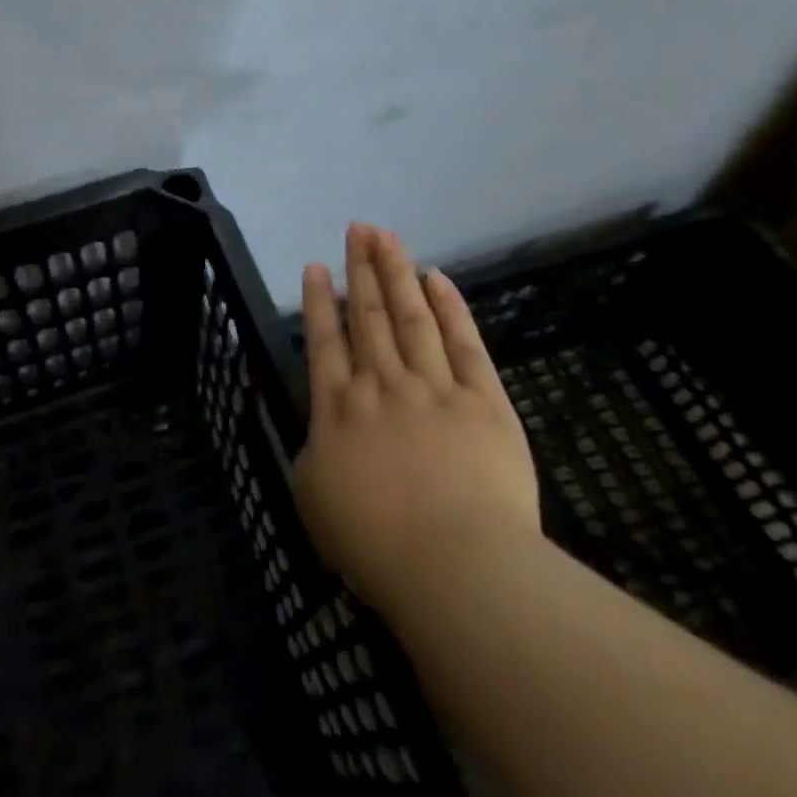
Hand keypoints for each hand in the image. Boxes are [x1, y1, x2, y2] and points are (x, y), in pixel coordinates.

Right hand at [292, 224, 540, 625]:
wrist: (457, 567)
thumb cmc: (376, 544)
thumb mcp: (314, 499)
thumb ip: (312, 453)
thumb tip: (319, 427)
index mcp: (340, 408)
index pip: (326, 340)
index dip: (321, 300)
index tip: (318, 265)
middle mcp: (382, 384)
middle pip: (369, 315)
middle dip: (361, 268)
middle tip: (357, 228)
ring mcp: (434, 387)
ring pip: (411, 316)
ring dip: (397, 273)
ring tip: (385, 236)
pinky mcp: (483, 400)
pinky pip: (464, 343)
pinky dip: (450, 308)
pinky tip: (438, 278)